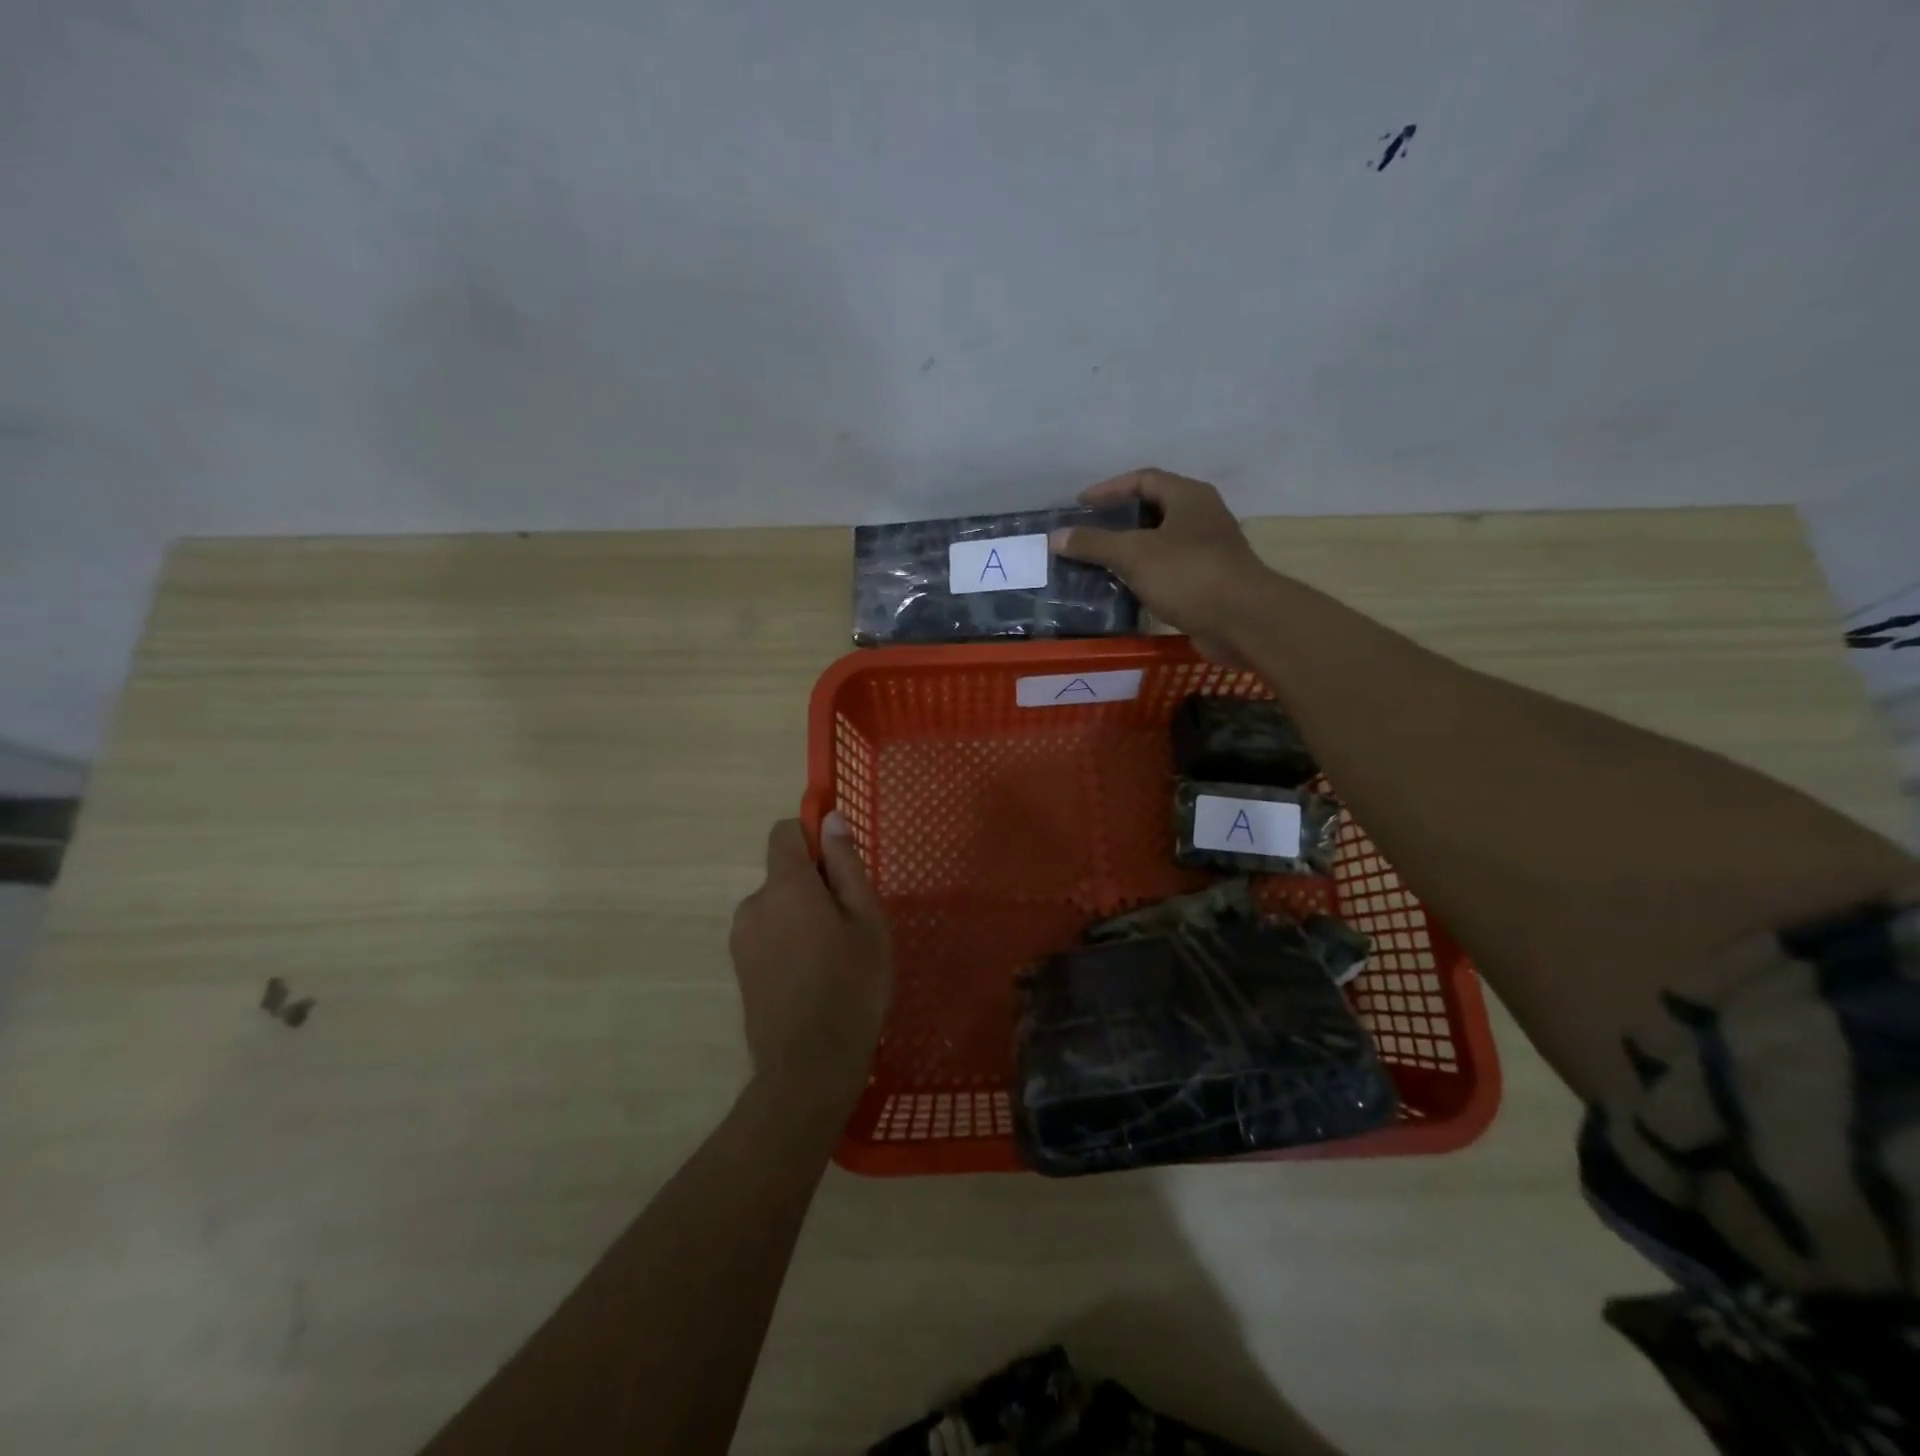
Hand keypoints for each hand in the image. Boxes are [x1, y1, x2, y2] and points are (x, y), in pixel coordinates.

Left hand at [728, 813, 891, 1107]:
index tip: (841, 866)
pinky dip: (789, 941)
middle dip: (814, 885)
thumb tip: (830, 818)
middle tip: (850, 924)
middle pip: (784, 873)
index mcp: (785, 885)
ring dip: (802, 916)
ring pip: (778, 906)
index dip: (812, 836)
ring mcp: (741, 938)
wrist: (809, 1066)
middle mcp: (753, 904)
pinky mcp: (739, 967)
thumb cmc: (851, 984)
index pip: (784, 832)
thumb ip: (845, 864)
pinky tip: (813, 977)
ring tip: (834, 956)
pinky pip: (768, 934)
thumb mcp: (866, 919)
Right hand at [1051, 468, 1272, 664]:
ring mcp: (1208, 551)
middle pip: (1152, 511)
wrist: (1242, 620)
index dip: (1109, 489)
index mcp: (1188, 497)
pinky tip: (1123, 590)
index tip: (1080, 506)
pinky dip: (1144, 576)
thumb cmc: (1188, 574)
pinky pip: (1168, 572)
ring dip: (1130, 552)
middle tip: (1086, 535)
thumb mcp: (1134, 554)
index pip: (1143, 479)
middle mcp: (1201, 517)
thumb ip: (1094, 543)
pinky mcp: (1208, 583)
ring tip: (1097, 564)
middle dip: (1118, 522)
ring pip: (1160, 544)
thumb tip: (1055, 537)